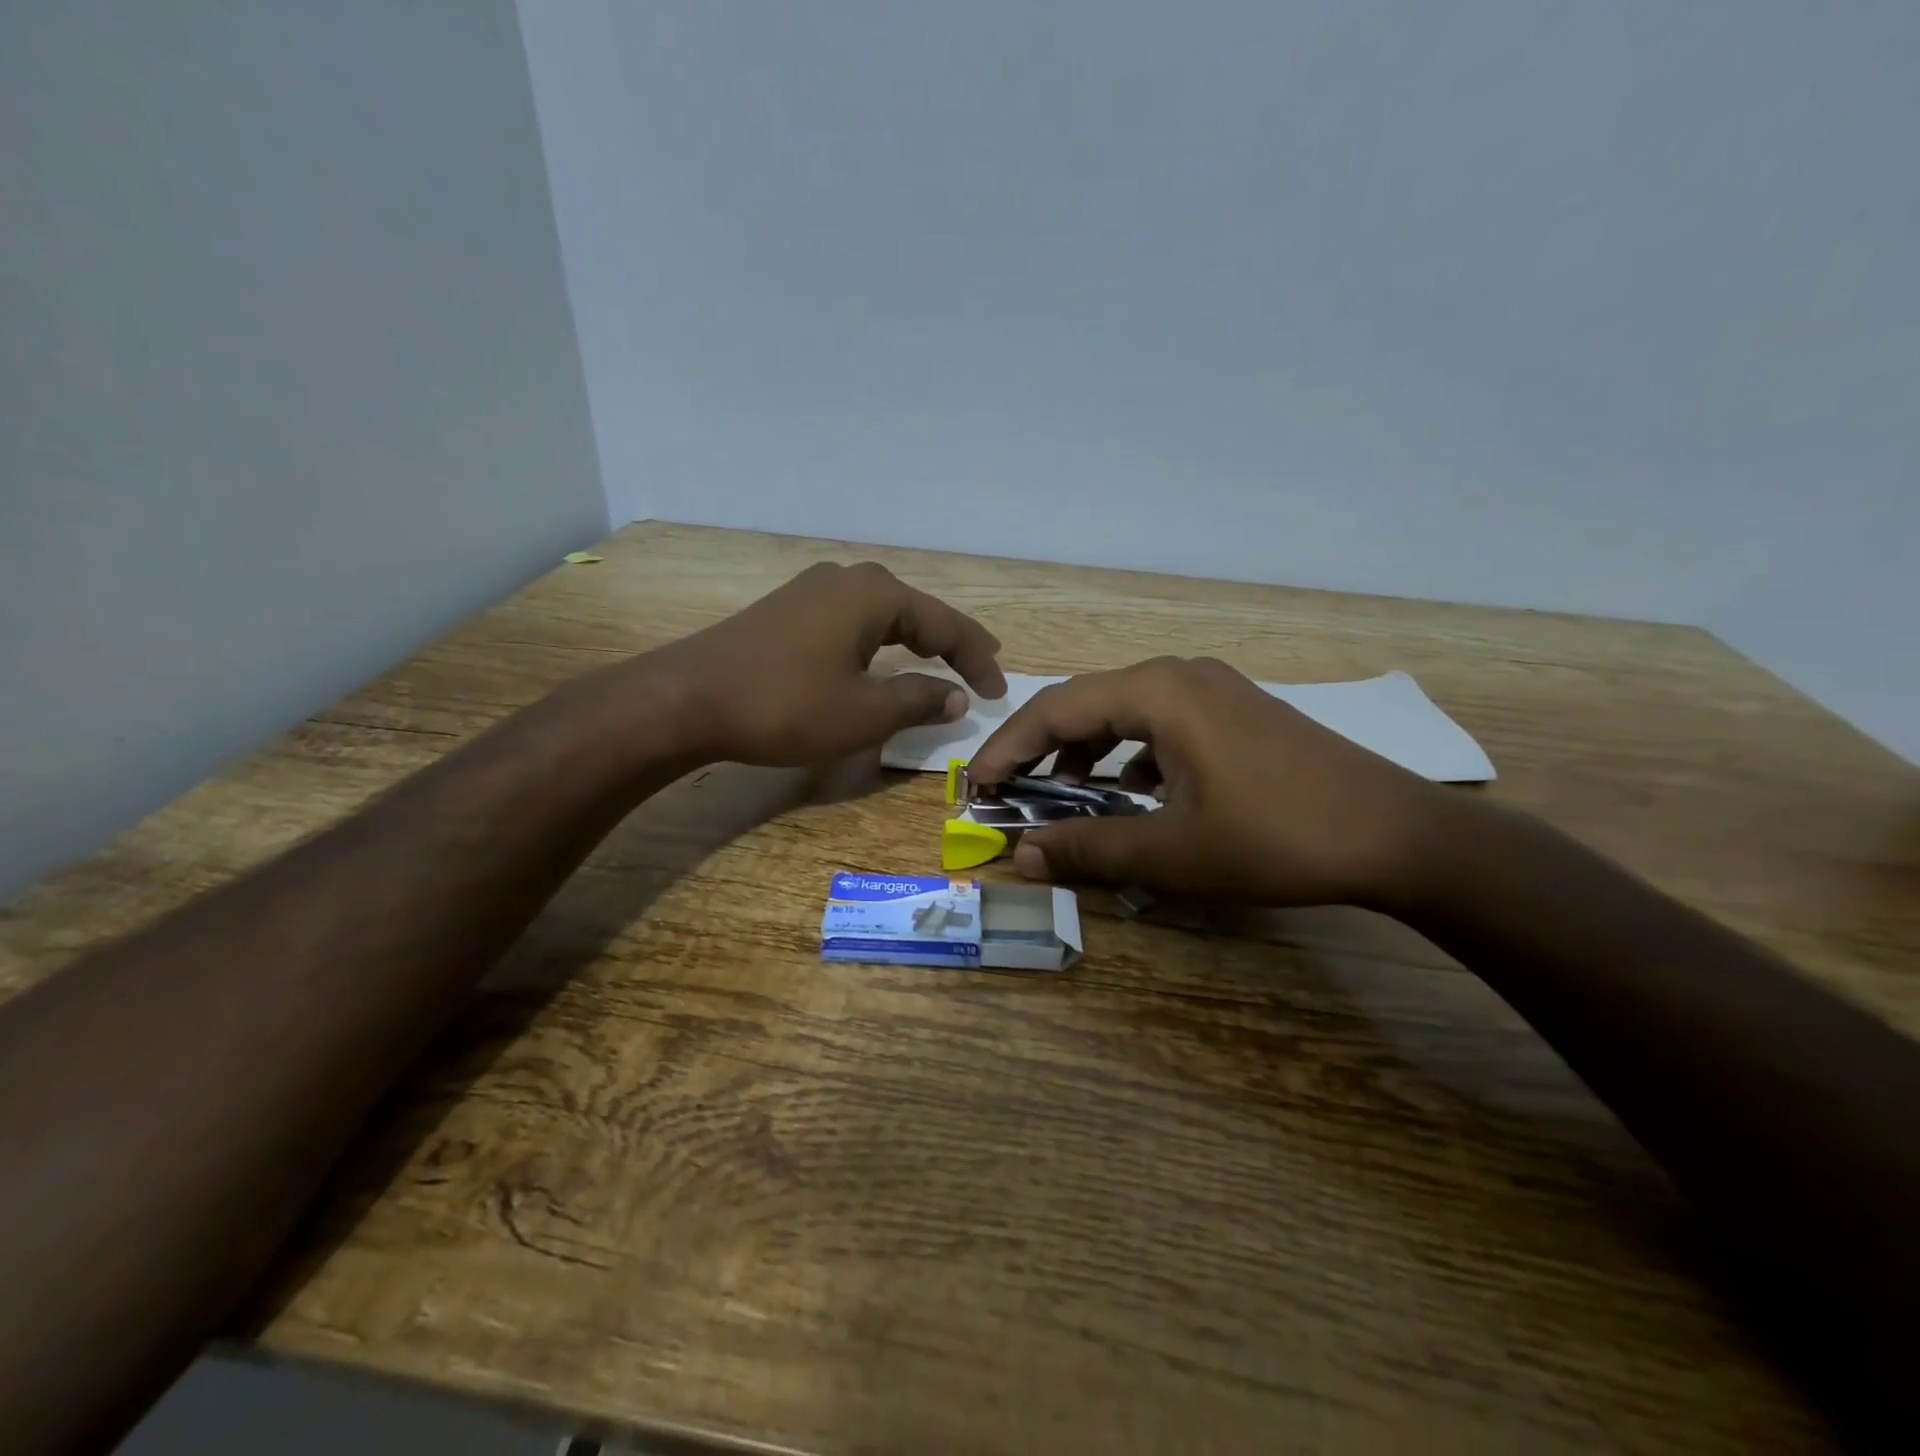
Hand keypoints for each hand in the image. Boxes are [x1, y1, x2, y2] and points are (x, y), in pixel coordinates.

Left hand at [650, 561, 1006, 766]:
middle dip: (950, 640)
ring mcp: (811, 592)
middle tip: (980, 665)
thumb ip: (918, 700)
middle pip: (915, 610)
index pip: (945, 624)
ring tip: (938, 658)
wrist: (686, 699)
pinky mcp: (786, 611)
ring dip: (913, 639)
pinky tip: (877, 658)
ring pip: (881, 614)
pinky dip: (878, 643)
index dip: (977, 660)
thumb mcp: (864, 713)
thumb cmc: (785, 705)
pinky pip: (850, 622)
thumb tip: (955, 697)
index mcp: (875, 595)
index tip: (999, 692)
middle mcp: (846, 580)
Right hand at [968, 656, 1451, 908]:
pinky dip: (1131, 757)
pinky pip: (1161, 726)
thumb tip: (1022, 855)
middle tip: (1010, 793)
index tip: (976, 786)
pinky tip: (1133, 796)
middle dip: (1041, 750)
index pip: (1054, 709)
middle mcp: (1179, 675)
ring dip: (1086, 754)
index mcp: (1157, 691)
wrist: (1396, 835)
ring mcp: (1214, 690)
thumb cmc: (1276, 837)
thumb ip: (1089, 849)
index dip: (1007, 749)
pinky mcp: (1236, 713)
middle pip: (1086, 704)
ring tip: (1066, 798)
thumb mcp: (1172, 851)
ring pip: (1124, 714)